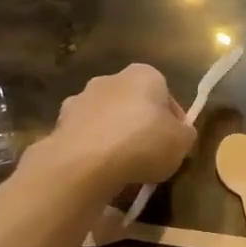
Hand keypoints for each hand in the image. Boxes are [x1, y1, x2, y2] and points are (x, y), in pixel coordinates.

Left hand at [44, 65, 195, 191]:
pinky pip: (85, 137)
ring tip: (123, 167)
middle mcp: (110, 79)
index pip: (166, 95)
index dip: (174, 121)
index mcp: (144, 75)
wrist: (86, 162)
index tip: (175, 143)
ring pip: (106, 119)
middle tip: (150, 155)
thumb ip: (185, 134)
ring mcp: (80, 100)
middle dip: (141, 125)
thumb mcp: (182, 143)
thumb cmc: (143, 143)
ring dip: (114, 136)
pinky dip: (93, 150)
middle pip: (133, 104)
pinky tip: (100, 171)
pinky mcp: (60, 123)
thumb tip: (180, 133)